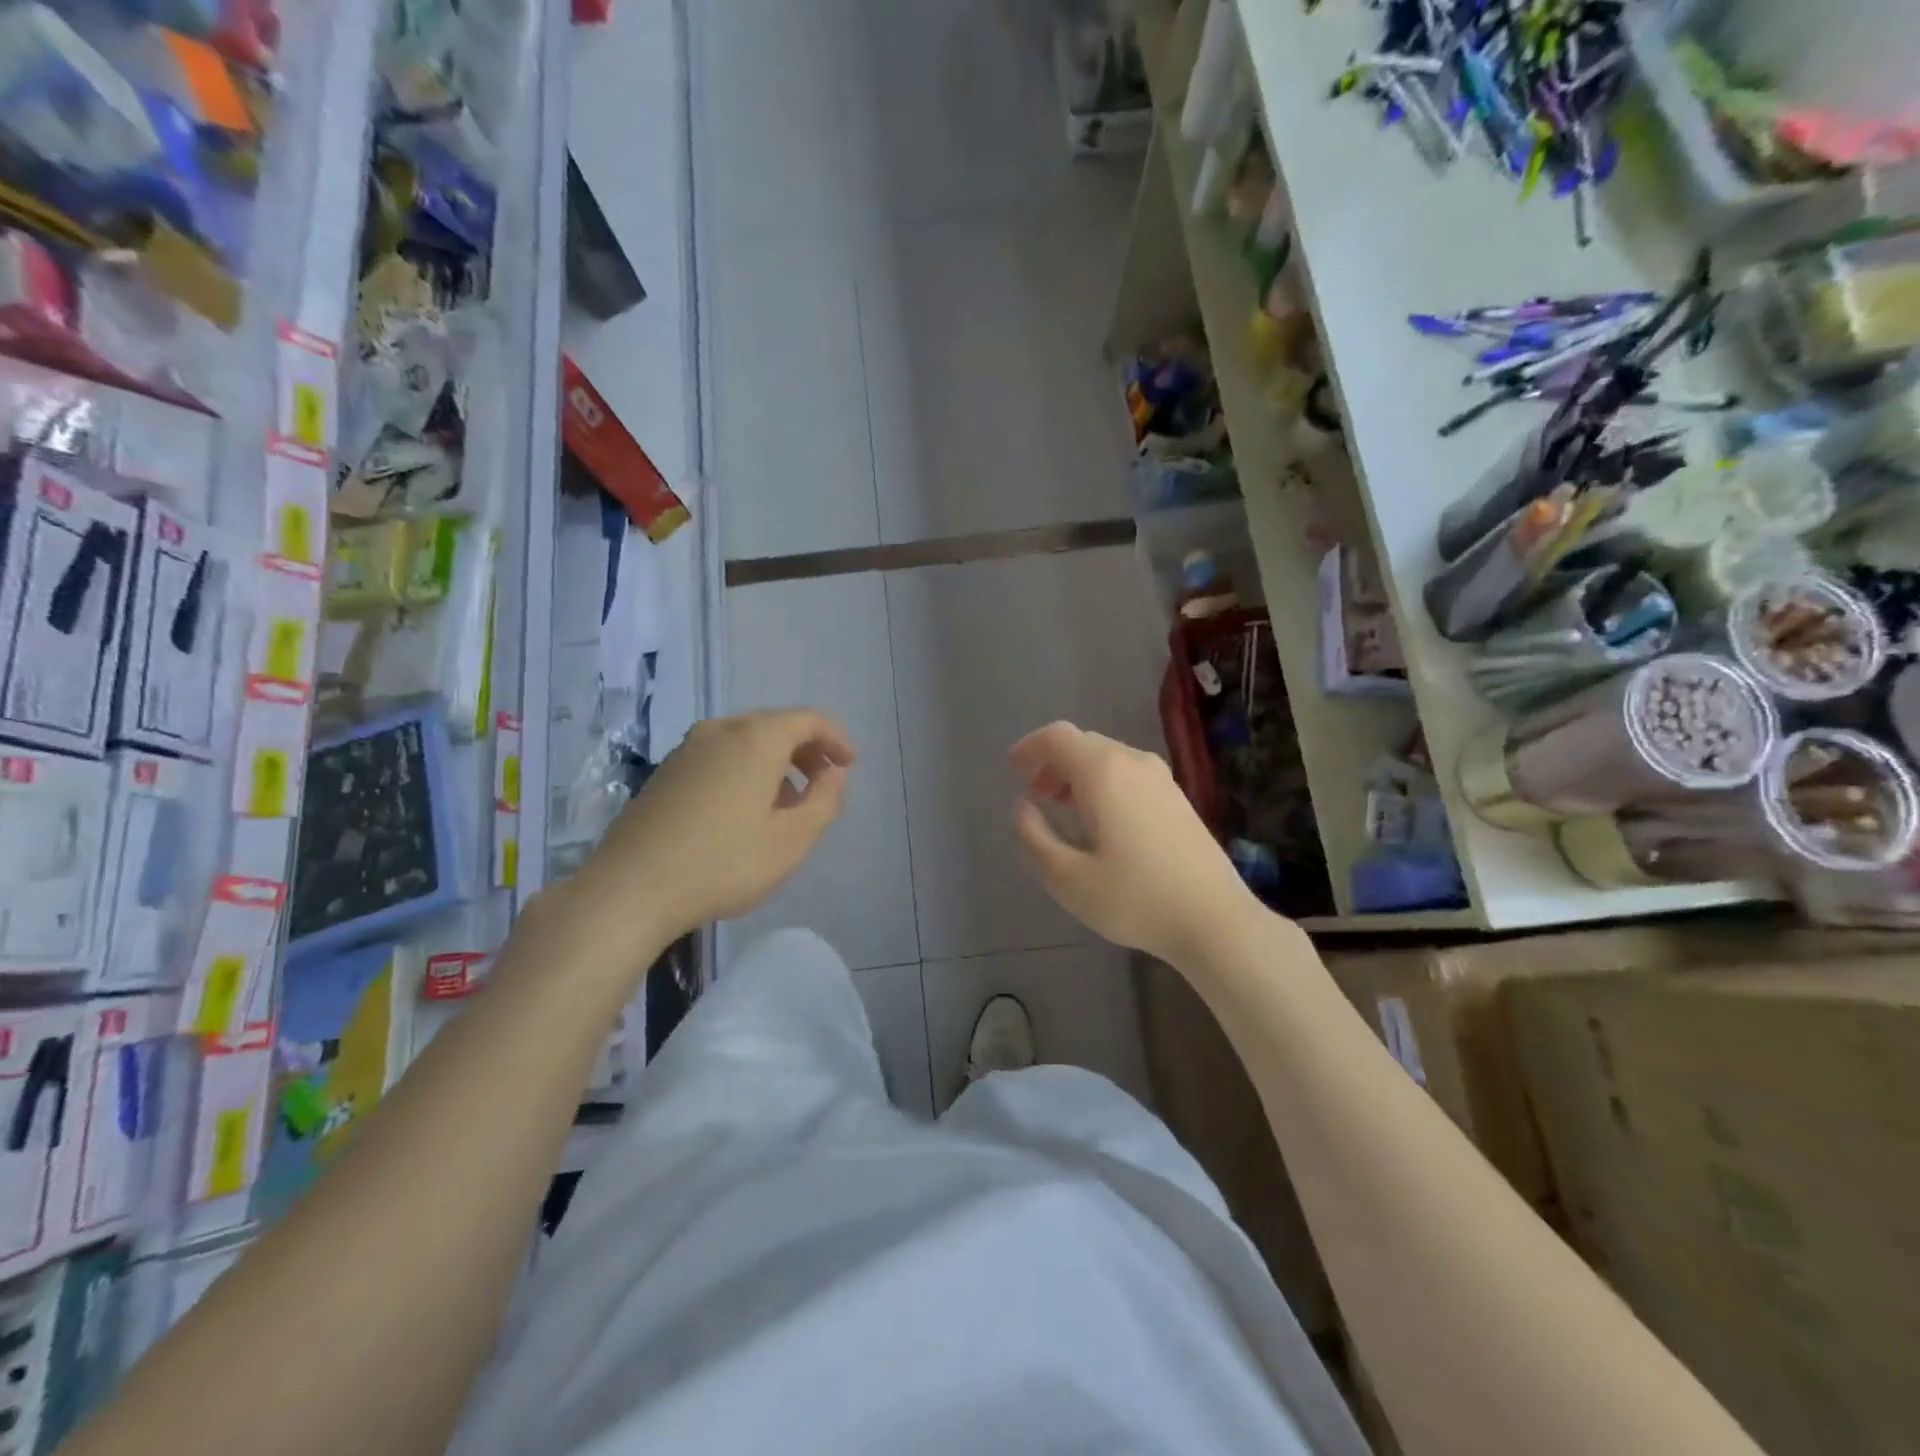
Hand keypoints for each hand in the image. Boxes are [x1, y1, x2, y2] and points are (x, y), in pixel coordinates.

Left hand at [571, 710, 854, 945]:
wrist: (629, 890)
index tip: (849, 766)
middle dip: (806, 750)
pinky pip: (719, 756)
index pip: (809, 719)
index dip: (836, 739)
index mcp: (756, 738)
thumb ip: (824, 800)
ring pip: (745, 741)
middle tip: (823, 785)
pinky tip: (744, 811)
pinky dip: (745, 770)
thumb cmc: (723, 864)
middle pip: (776, 725)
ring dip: (775, 762)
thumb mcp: (792, 840)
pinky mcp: (665, 772)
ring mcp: (687, 749)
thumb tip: (834, 774)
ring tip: (786, 804)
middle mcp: (720, 731)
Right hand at [1010, 722, 1265, 965]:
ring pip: (1108, 758)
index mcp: (1103, 772)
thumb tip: (1022, 808)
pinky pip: (1129, 774)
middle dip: (1053, 763)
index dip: (1030, 748)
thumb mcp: (1067, 879)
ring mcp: (1162, 779)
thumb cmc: (1135, 899)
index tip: (1013, 770)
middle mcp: (1133, 763)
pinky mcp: (1178, 798)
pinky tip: (1102, 821)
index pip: (1058, 737)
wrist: (1215, 920)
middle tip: (1035, 795)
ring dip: (1078, 774)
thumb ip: (1034, 838)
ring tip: (1063, 808)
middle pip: (1083, 744)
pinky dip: (1104, 784)